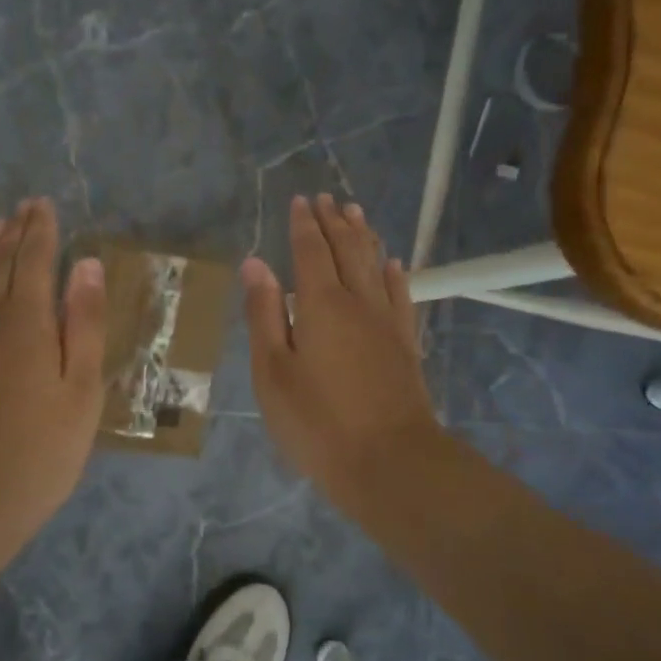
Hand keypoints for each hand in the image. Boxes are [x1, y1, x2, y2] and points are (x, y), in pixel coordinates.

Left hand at [0, 198, 106, 547]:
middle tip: (24, 207)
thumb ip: (85, 325)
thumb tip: (87, 266)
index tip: (44, 204)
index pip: (34, 261)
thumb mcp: (81, 389)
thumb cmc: (40, 449)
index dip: (41, 232)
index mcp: (28, 322)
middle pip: (1, 265)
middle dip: (15, 234)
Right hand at [242, 194, 443, 508]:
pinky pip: (400, 295)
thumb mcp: (272, 371)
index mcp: (320, 304)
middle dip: (334, 222)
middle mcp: (358, 302)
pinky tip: (393, 264)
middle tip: (327, 198)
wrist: (390, 462)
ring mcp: (387, 322)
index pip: (311, 251)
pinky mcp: (405, 345)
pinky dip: (394, 274)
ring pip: (375, 266)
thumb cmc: (317, 421)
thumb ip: (264, 314)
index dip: (304, 224)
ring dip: (364, 237)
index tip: (301, 200)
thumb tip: (255, 263)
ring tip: (356, 213)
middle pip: (347, 250)